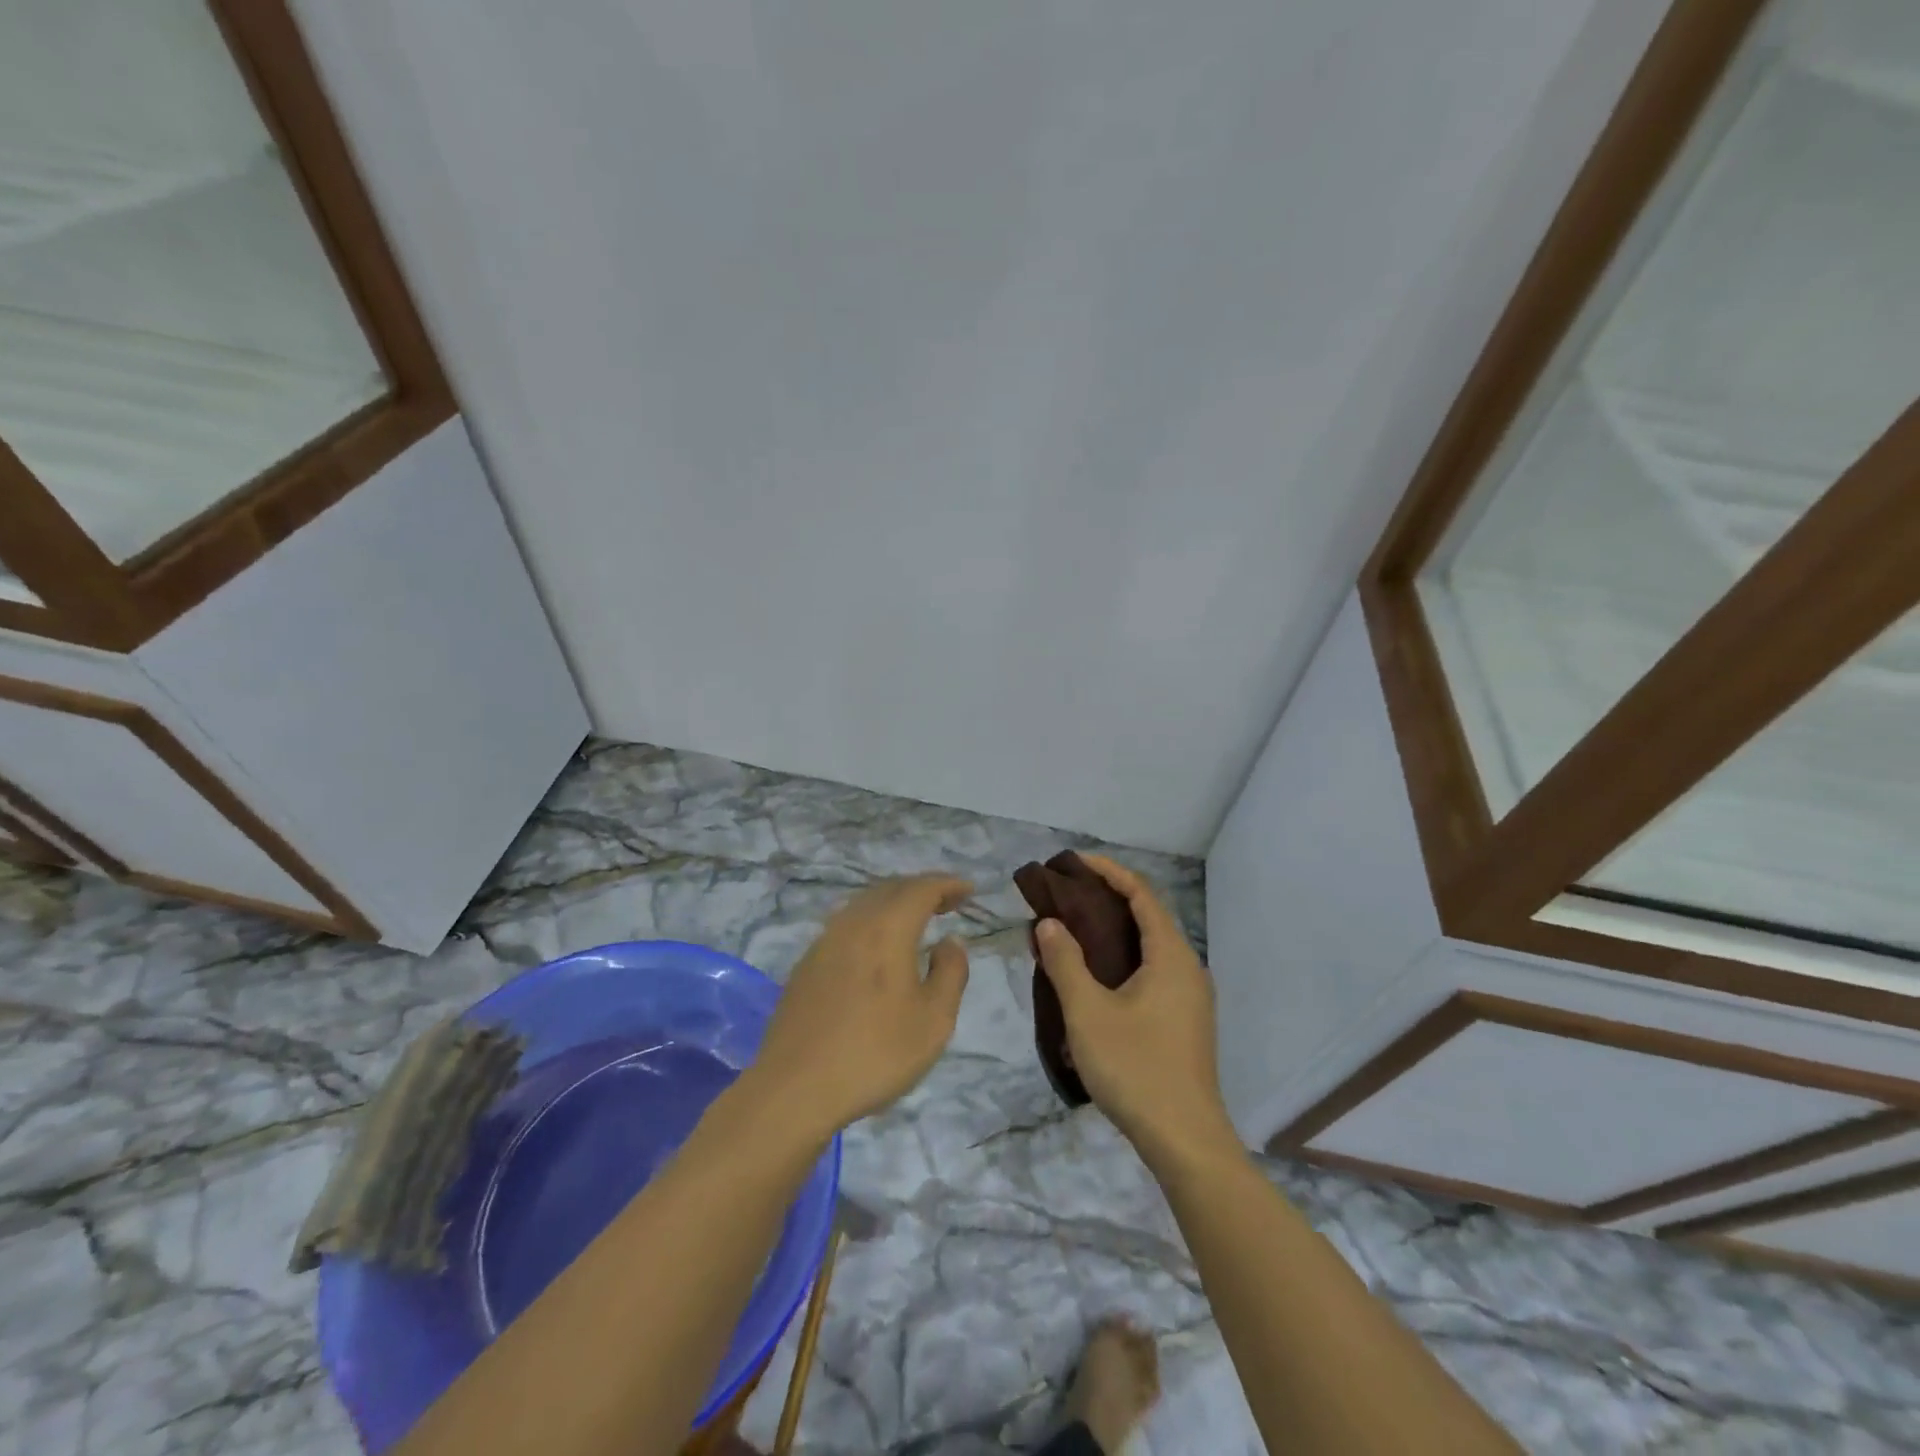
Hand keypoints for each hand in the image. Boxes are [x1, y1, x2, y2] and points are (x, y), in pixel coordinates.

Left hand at [747, 874, 972, 1140]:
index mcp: (887, 929)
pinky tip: (877, 947)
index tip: (969, 890)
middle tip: (948, 902)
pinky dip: (872, 922)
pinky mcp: (807, 965)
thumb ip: (950, 973)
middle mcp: (853, 923)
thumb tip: (949, 941)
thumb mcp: (934, 1020)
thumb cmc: (875, 1053)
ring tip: (916, 921)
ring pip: (865, 905)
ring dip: (895, 904)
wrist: (795, 1088)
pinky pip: (847, 925)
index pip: (921, 889)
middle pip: (891, 889)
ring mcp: (824, 942)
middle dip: (922, 889)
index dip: (948, 884)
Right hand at [1034, 855, 1237, 1167]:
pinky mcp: (1185, 1020)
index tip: (1073, 862)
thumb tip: (1049, 922)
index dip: (1108, 871)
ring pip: (1150, 946)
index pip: (1141, 894)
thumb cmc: (1136, 1068)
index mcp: (1171, 956)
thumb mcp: (1088, 1012)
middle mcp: (1188, 967)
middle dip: (1108, 897)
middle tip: (1066, 893)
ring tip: (1074, 928)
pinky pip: (1153, 969)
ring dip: (1115, 930)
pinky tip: (1096, 974)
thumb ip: (1065, 962)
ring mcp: (1190, 996)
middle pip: (1148, 916)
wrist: (1185, 1140)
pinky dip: (1124, 956)